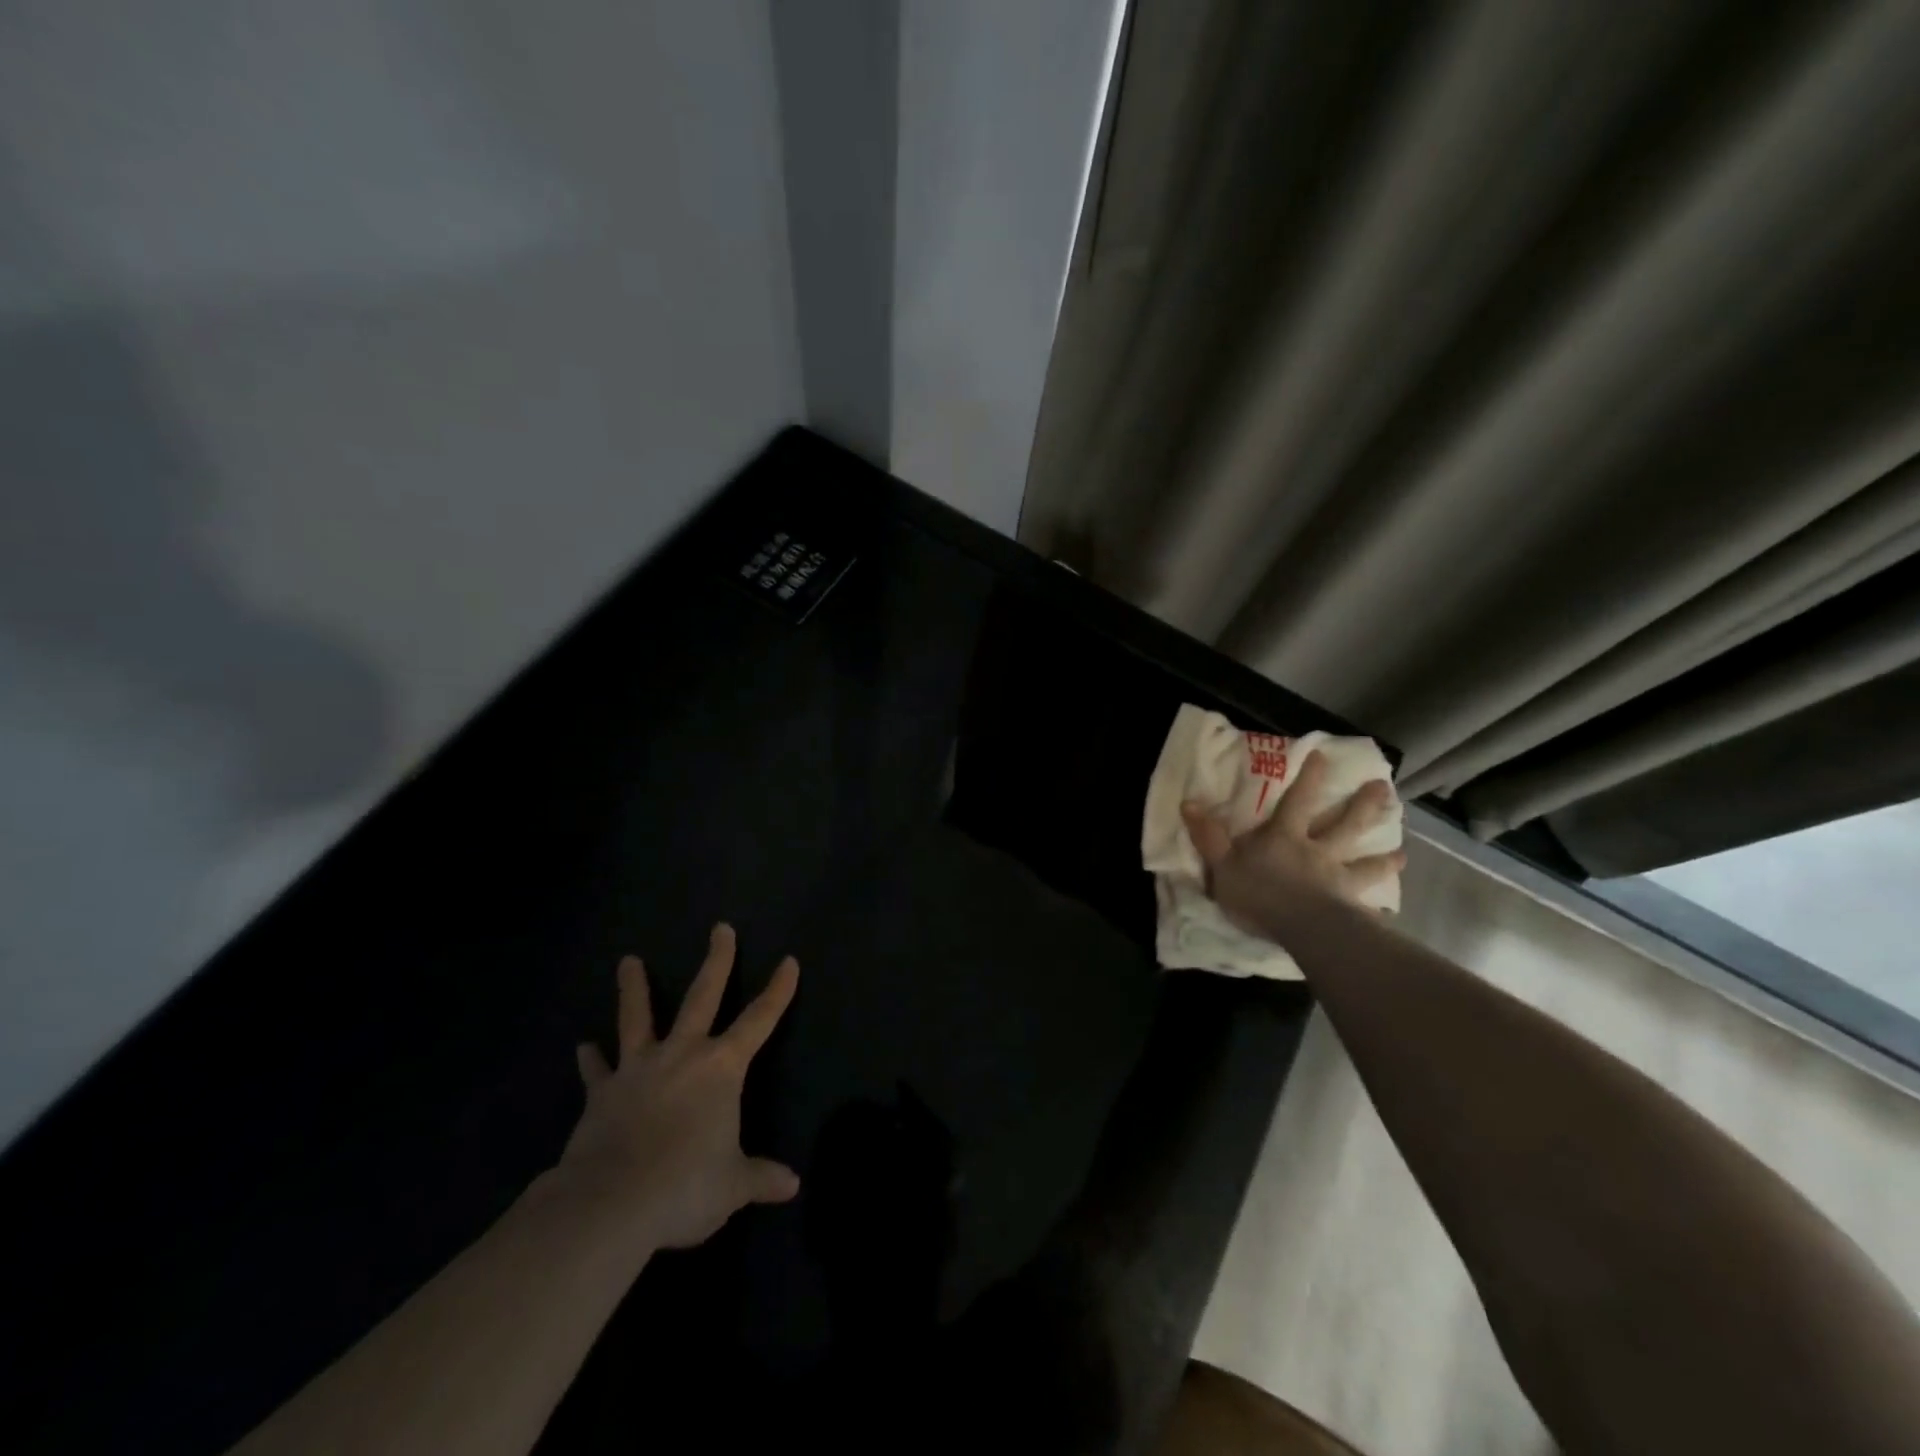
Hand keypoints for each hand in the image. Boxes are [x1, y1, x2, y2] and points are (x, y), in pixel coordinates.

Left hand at [557, 923, 799, 1248]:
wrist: (610, 1204)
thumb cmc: (684, 1186)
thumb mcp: (732, 1186)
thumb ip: (761, 1178)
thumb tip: (792, 1185)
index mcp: (721, 1068)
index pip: (760, 1020)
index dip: (778, 991)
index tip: (789, 961)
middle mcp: (682, 1054)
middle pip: (702, 996)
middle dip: (717, 961)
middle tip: (720, 928)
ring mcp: (638, 1069)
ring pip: (637, 1018)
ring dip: (634, 989)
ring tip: (627, 961)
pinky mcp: (602, 1093)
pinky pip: (597, 1071)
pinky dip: (591, 1060)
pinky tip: (583, 1048)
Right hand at [1180, 749, 1405, 934]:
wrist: (1301, 928)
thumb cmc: (1259, 893)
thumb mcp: (1222, 864)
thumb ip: (1208, 836)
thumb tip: (1188, 801)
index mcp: (1285, 837)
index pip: (1298, 801)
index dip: (1310, 778)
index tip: (1324, 756)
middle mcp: (1317, 852)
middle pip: (1345, 825)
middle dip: (1363, 806)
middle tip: (1384, 789)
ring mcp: (1338, 880)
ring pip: (1365, 864)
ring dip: (1384, 858)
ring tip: (1402, 853)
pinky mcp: (1350, 908)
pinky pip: (1368, 907)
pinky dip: (1379, 909)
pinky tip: (1389, 912)